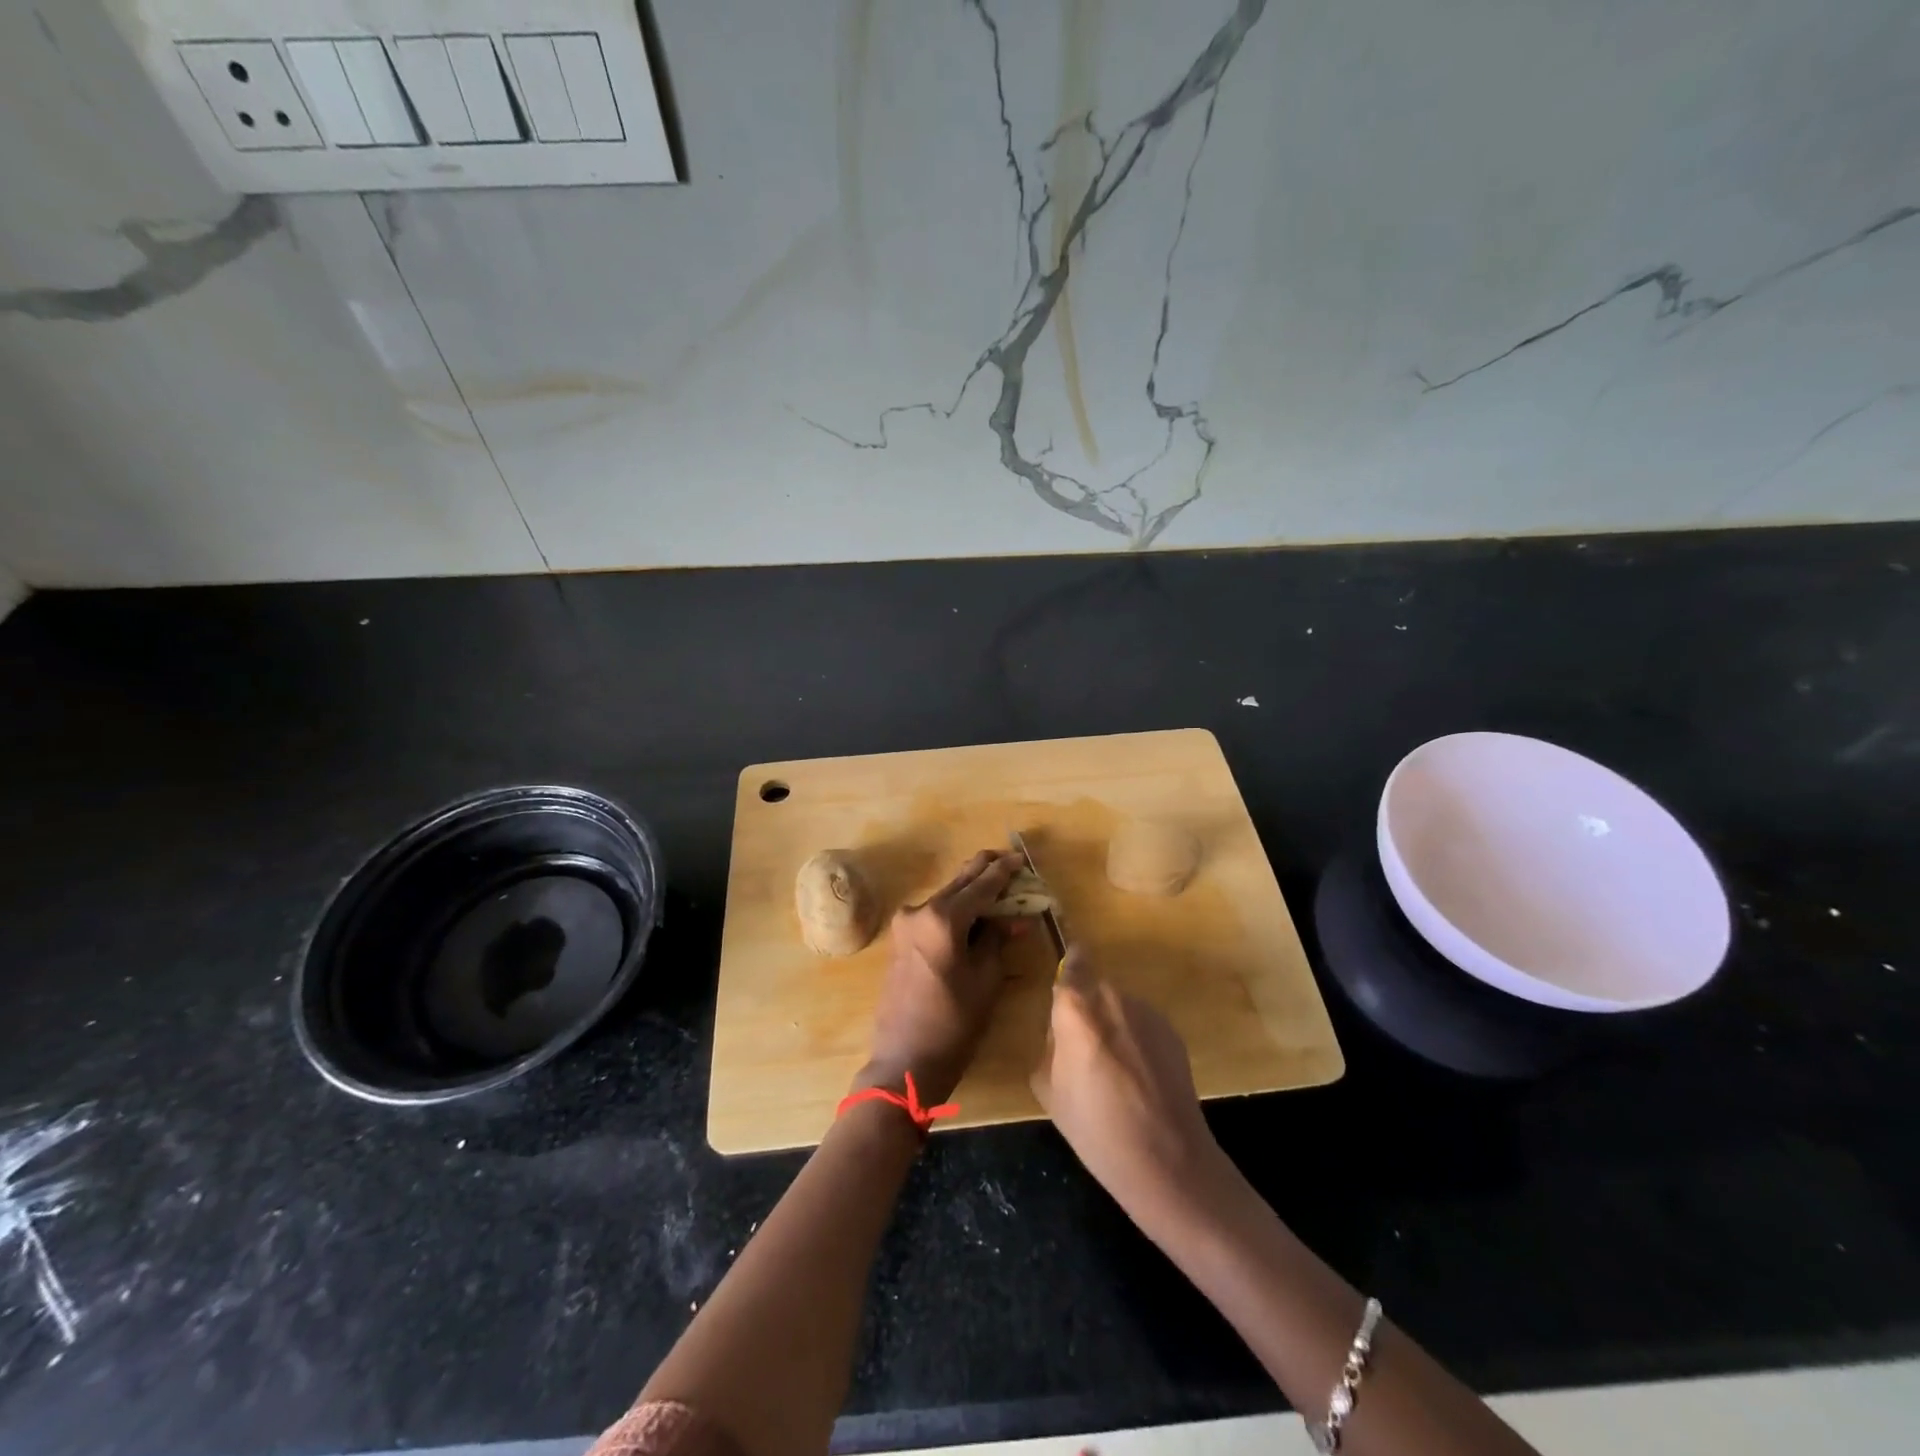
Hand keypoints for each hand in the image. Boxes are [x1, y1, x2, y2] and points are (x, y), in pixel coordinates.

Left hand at [854, 849, 1020, 1104]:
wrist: (906, 1059)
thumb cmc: (953, 1023)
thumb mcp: (985, 979)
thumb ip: (996, 939)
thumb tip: (1012, 918)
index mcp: (942, 918)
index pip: (981, 886)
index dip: (1003, 872)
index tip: (1020, 858)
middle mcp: (919, 911)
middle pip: (958, 882)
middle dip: (983, 869)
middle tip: (1007, 857)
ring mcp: (905, 925)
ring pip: (945, 896)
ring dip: (969, 889)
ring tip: (995, 882)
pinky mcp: (900, 940)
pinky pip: (932, 913)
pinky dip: (954, 907)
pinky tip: (972, 908)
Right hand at [1030, 948, 1224, 1226]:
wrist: (1167, 1159)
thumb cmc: (1095, 1128)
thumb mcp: (1048, 1088)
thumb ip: (1050, 1046)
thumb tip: (1063, 1034)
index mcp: (1077, 1007)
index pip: (1072, 962)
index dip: (1069, 969)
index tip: (1066, 989)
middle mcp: (1113, 997)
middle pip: (1094, 989)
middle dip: (1087, 1010)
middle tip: (1084, 1051)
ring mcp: (1147, 1012)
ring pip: (1120, 1008)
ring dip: (1114, 1026)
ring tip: (1116, 1073)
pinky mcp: (1172, 1031)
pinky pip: (1142, 1026)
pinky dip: (1137, 1042)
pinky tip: (1141, 1081)